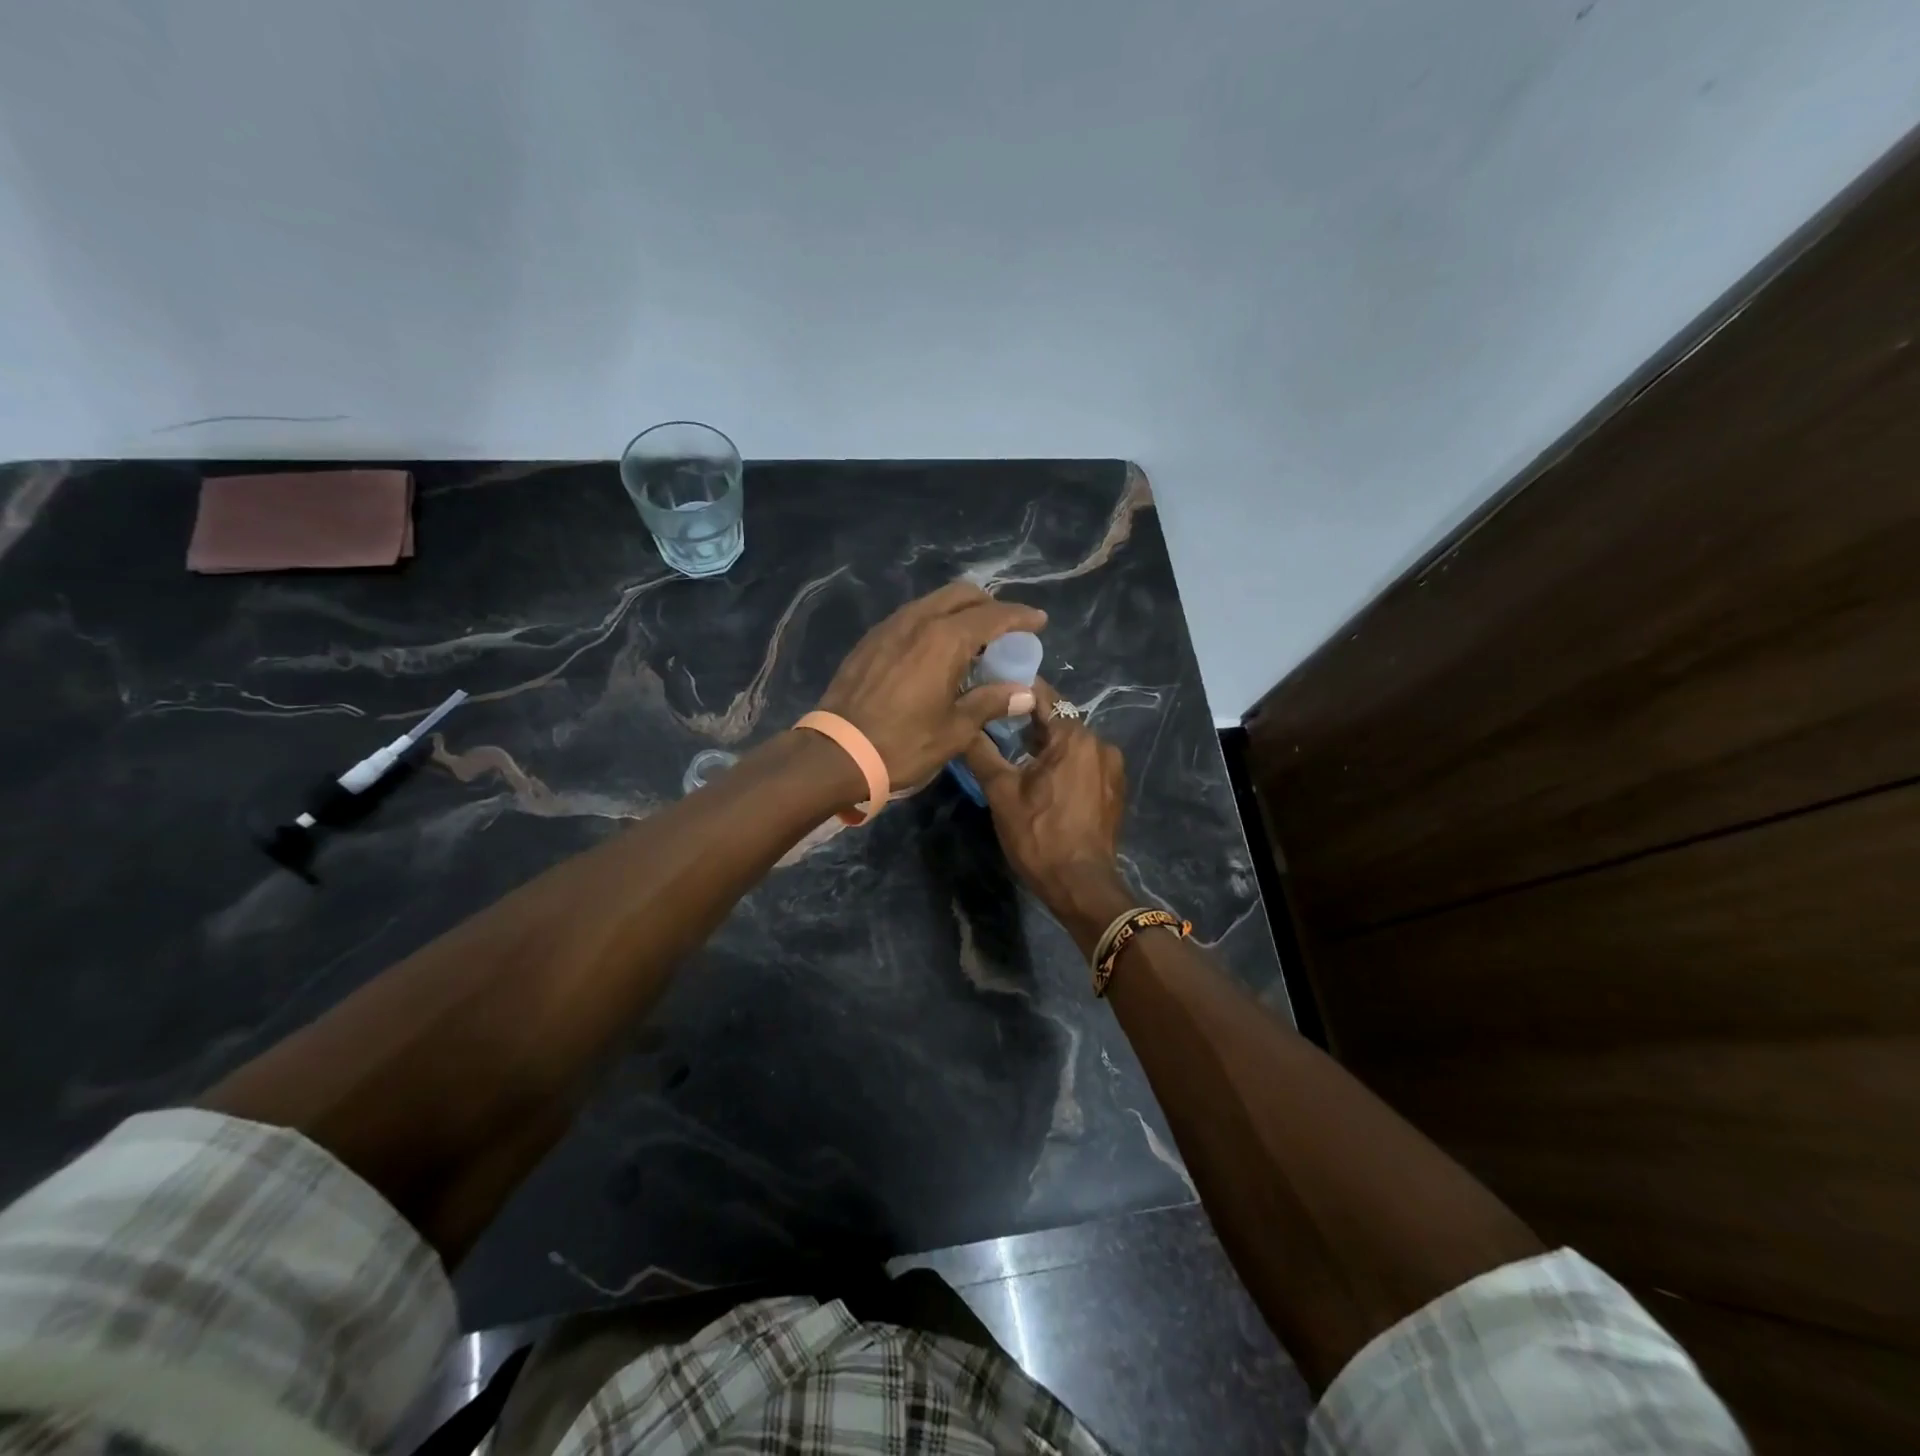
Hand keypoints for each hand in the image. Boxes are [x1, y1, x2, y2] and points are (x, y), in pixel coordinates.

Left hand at [817, 582, 1046, 792]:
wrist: (836, 753)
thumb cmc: (903, 744)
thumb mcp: (955, 730)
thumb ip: (991, 702)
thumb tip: (1024, 693)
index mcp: (945, 639)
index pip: (993, 615)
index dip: (1020, 616)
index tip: (1039, 621)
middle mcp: (918, 621)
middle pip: (962, 595)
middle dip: (989, 605)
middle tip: (1006, 630)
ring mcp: (890, 627)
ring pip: (934, 602)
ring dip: (959, 612)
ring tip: (973, 641)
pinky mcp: (871, 640)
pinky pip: (912, 617)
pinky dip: (934, 623)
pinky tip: (936, 652)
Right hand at [962, 681, 1129, 920]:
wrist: (1082, 886)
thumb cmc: (1039, 836)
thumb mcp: (1002, 793)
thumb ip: (982, 752)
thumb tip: (962, 724)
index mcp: (1075, 737)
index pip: (1043, 695)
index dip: (1016, 688)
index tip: (990, 686)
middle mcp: (1101, 743)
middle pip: (1058, 719)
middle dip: (1027, 720)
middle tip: (994, 724)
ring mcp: (1112, 768)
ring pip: (1071, 742)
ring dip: (1045, 744)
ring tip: (1013, 752)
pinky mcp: (1114, 789)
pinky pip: (1084, 762)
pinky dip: (1063, 762)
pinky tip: (1041, 778)